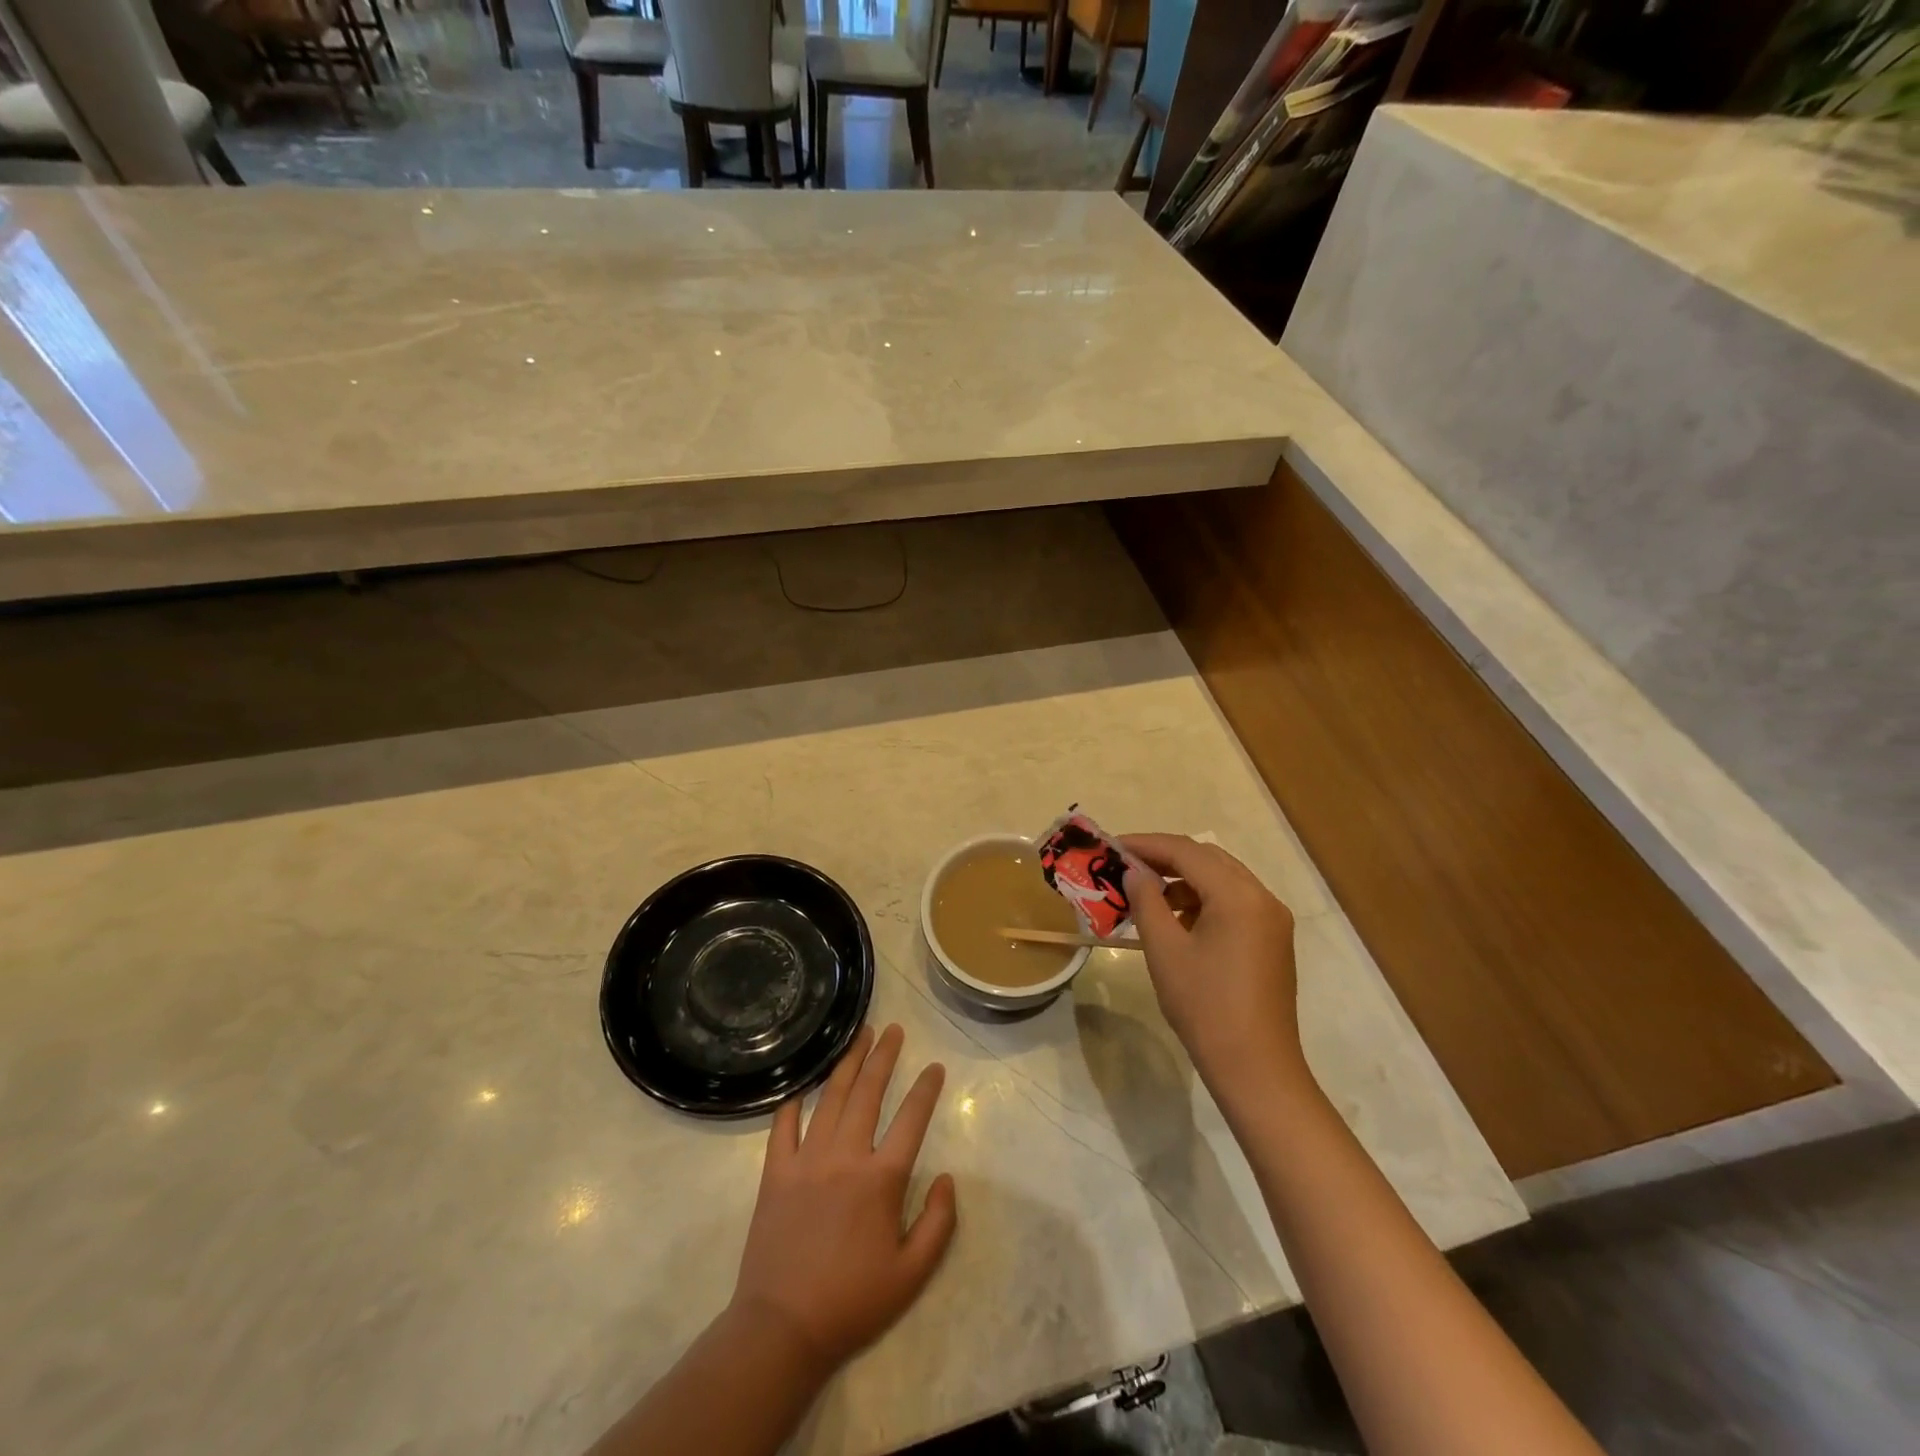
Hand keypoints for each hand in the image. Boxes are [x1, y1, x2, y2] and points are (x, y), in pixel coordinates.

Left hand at [730, 1024, 957, 1373]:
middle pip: (868, 1092)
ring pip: (830, 1098)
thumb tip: (947, 1178)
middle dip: (883, 1056)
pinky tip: (804, 1083)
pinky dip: (794, 1100)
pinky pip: (783, 1125)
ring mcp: (806, 1160)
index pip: (911, 1118)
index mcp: (881, 1179)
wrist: (782, 1329)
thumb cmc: (853, 1301)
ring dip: (848, 1063)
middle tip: (893, 1029)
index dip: (926, 1089)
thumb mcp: (912, 1274)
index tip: (934, 1067)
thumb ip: (939, 1223)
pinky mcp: (775, 1172)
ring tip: (860, 1036)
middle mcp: (845, 1156)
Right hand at [1123, 834, 1308, 1107]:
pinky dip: (1202, 900)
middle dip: (1165, 857)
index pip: (1186, 852)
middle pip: (1208, 859)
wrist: (1256, 1068)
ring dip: (1183, 879)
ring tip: (1145, 893)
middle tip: (1125, 865)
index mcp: (1239, 896)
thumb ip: (1147, 901)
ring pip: (1222, 879)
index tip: (1112, 845)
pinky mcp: (1272, 940)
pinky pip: (1234, 902)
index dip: (1146, 844)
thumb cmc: (1205, 1007)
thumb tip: (1134, 872)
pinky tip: (1176, 918)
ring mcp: (1272, 919)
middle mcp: (1262, 898)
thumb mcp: (1165, 950)